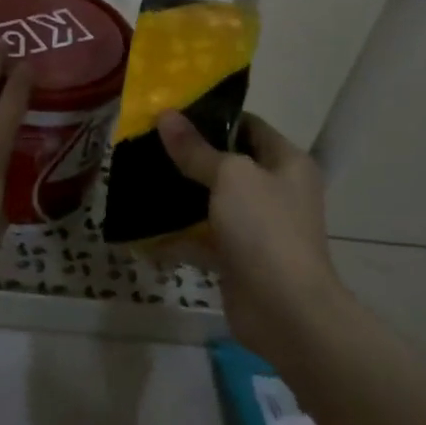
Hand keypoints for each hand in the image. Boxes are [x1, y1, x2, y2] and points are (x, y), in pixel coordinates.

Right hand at [156, 111, 346, 360]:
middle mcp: (275, 191)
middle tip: (147, 145)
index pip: (248, 126)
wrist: (285, 310)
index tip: (172, 114)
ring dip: (180, 197)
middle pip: (228, 165)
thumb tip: (166, 116)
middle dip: (189, 157)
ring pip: (212, 203)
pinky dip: (177, 237)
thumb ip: (196, 150)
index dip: (212, 117)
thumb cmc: (265, 229)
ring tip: (139, 180)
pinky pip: (203, 240)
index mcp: (286, 163)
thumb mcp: (230, 177)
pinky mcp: (238, 258)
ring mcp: (257, 227)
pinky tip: (142, 231)